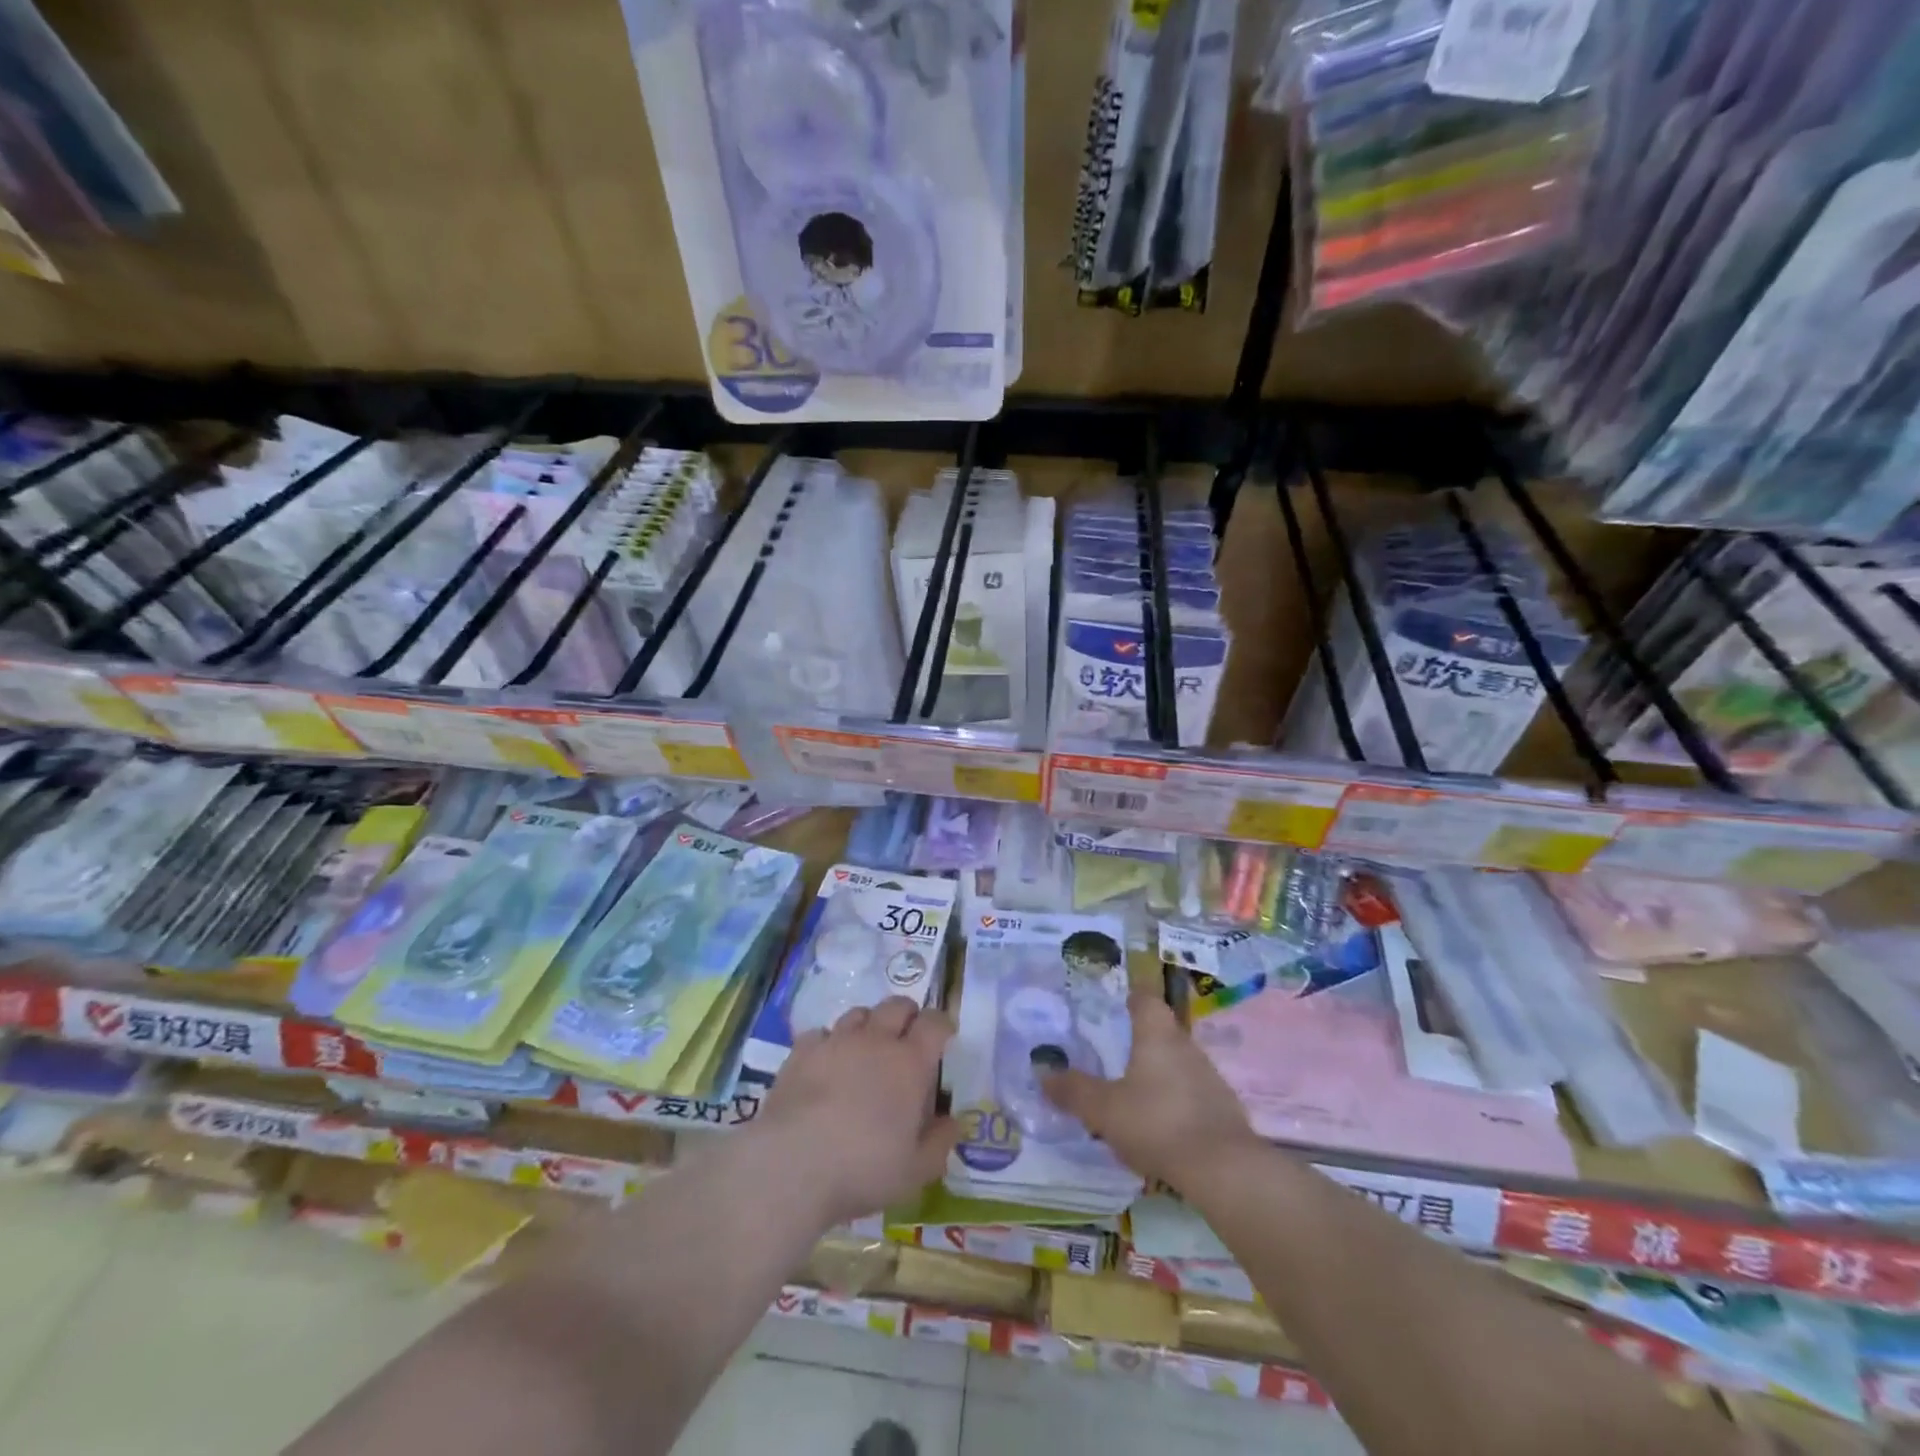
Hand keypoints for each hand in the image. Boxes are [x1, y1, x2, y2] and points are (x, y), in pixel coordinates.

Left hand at [752, 997, 959, 1227]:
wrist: (792, 1164)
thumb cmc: (863, 1168)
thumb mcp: (915, 1171)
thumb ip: (940, 1143)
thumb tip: (954, 1121)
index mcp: (910, 1063)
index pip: (934, 1023)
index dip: (942, 1024)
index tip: (944, 1036)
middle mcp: (876, 1040)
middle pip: (897, 1005)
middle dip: (907, 1015)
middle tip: (906, 1038)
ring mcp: (836, 1041)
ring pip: (859, 1013)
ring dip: (868, 1025)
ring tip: (866, 1049)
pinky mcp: (802, 1051)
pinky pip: (821, 1033)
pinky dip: (829, 1043)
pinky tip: (825, 1063)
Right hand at [1042, 991, 1259, 1194]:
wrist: (1224, 1169)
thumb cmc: (1157, 1123)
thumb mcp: (1104, 1110)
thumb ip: (1073, 1090)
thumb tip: (1042, 1071)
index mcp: (1157, 1035)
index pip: (1144, 999)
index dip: (1129, 998)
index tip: (1113, 1005)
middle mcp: (1186, 1046)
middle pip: (1161, 1031)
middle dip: (1139, 1039)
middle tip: (1112, 1053)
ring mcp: (1209, 1077)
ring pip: (1176, 1063)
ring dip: (1157, 1073)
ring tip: (1132, 1093)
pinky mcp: (1223, 1109)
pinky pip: (1191, 1093)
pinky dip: (1174, 1100)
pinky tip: (1160, 1125)